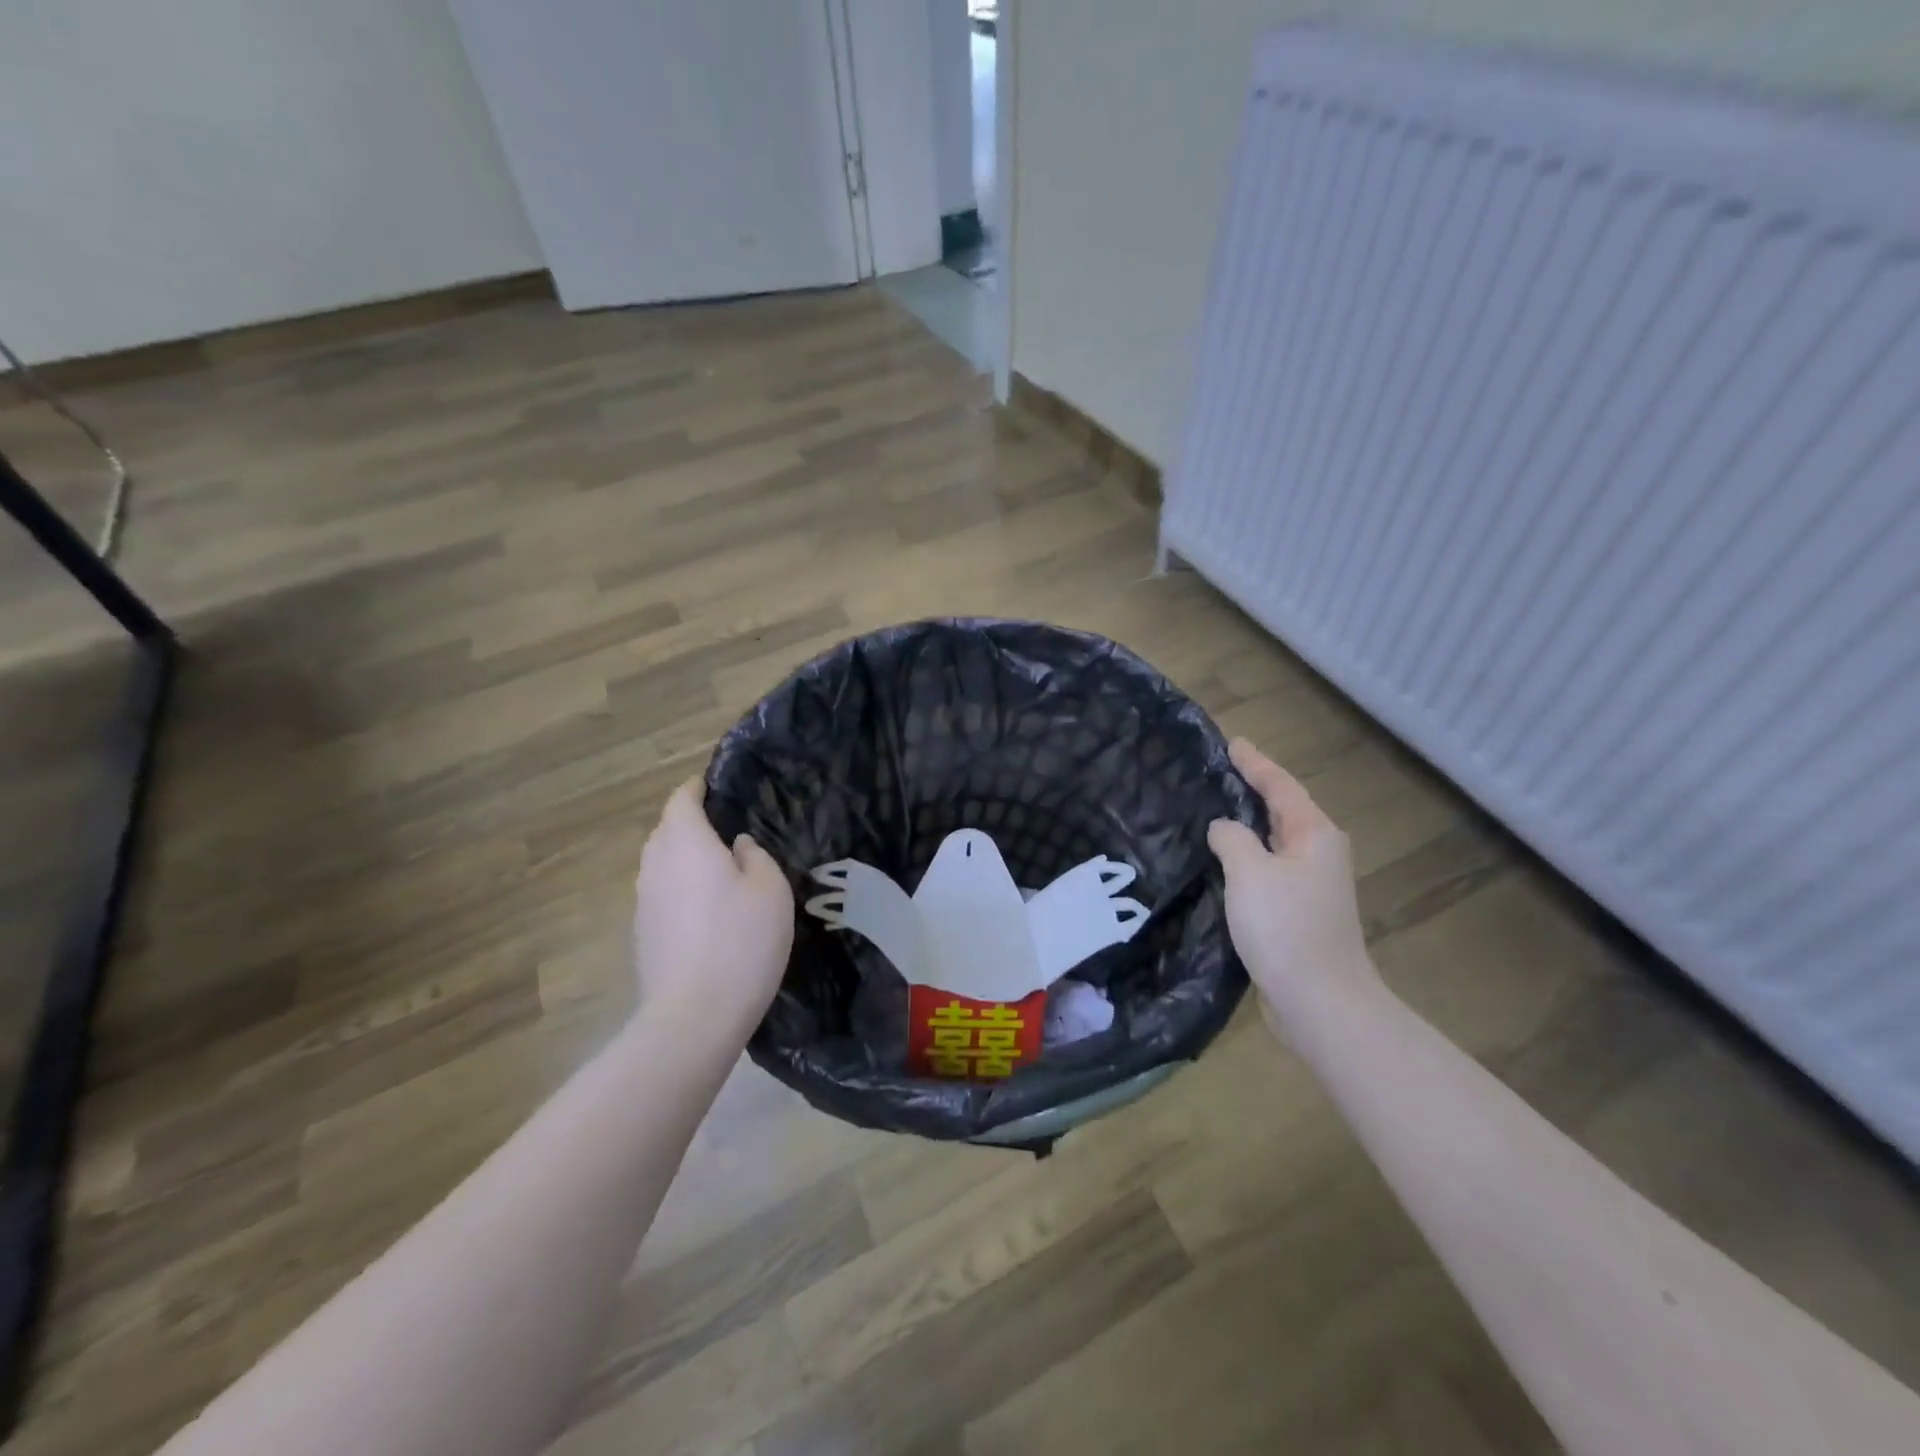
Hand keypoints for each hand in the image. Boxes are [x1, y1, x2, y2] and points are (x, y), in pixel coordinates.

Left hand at [632, 780, 793, 1045]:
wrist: (694, 1015)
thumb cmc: (741, 940)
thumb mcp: (771, 889)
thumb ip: (755, 856)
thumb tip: (737, 846)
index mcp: (687, 843)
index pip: (681, 800)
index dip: (696, 788)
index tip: (713, 785)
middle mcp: (656, 864)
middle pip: (666, 830)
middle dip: (689, 822)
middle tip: (724, 829)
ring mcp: (643, 901)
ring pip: (660, 862)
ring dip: (683, 857)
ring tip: (716, 868)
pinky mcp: (642, 933)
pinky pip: (660, 893)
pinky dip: (679, 888)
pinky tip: (705, 909)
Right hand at [1208, 738, 1380, 1028]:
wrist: (1319, 1001)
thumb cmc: (1285, 927)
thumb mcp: (1250, 872)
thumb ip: (1231, 838)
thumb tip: (1223, 829)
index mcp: (1314, 834)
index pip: (1280, 785)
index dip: (1254, 763)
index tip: (1232, 743)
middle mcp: (1318, 853)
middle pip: (1281, 810)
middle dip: (1252, 789)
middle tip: (1217, 772)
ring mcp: (1310, 885)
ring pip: (1273, 840)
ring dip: (1247, 824)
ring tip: (1212, 809)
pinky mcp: (1297, 911)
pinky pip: (1267, 868)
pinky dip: (1246, 855)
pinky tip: (1221, 859)